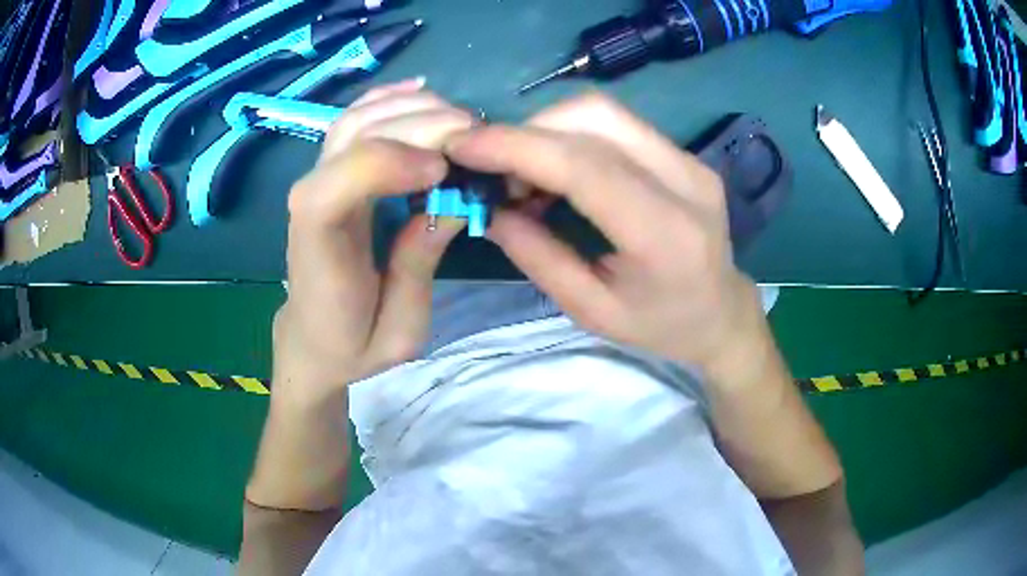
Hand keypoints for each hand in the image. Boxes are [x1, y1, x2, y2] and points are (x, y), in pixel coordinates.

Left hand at [274, 80, 473, 401]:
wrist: (313, 340)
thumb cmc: (354, 343)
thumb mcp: (399, 329)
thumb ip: (418, 264)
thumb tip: (455, 201)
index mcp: (318, 246)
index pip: (335, 185)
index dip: (387, 162)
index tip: (443, 173)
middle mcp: (310, 200)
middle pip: (354, 136)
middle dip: (418, 124)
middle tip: (474, 136)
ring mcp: (317, 180)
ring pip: (356, 119)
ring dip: (411, 108)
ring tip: (460, 121)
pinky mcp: (330, 173)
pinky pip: (353, 122)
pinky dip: (387, 100)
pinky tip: (420, 92)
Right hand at [445, 93, 769, 380]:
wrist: (722, 313)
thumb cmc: (659, 326)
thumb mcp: (590, 310)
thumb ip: (538, 256)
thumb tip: (490, 208)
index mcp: (665, 234)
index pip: (584, 165)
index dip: (517, 146)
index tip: (462, 146)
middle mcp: (685, 182)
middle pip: (595, 117)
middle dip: (527, 131)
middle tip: (493, 168)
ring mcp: (690, 161)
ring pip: (604, 112)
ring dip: (548, 128)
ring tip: (523, 173)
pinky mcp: (684, 154)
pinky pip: (616, 125)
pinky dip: (571, 135)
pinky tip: (556, 169)